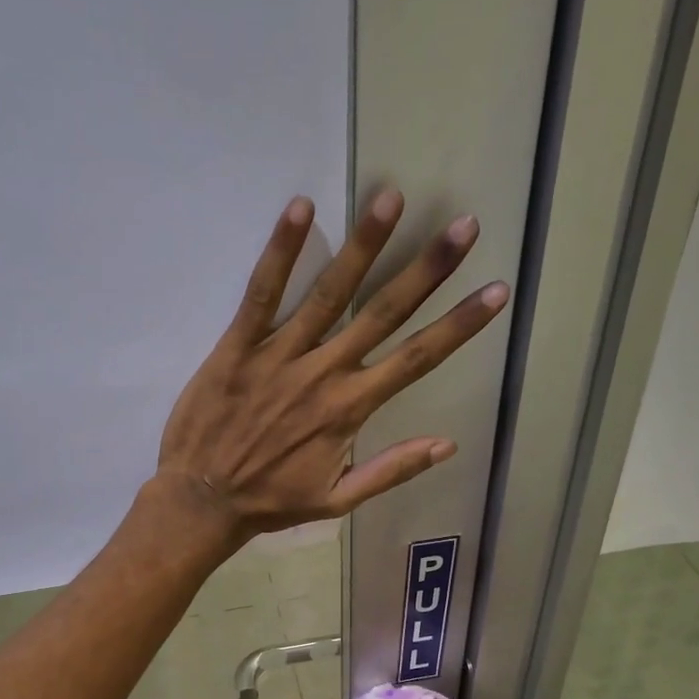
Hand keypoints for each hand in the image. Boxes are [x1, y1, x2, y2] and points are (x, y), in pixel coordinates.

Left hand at [156, 190, 508, 539]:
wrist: (203, 501)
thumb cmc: (271, 502)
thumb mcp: (337, 501)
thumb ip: (391, 470)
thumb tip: (448, 445)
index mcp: (351, 409)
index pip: (417, 359)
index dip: (460, 325)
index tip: (495, 291)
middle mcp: (324, 373)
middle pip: (384, 313)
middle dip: (427, 269)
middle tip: (464, 225)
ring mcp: (281, 355)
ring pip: (330, 293)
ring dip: (364, 244)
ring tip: (392, 197)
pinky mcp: (239, 345)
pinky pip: (262, 292)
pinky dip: (281, 251)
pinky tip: (301, 208)